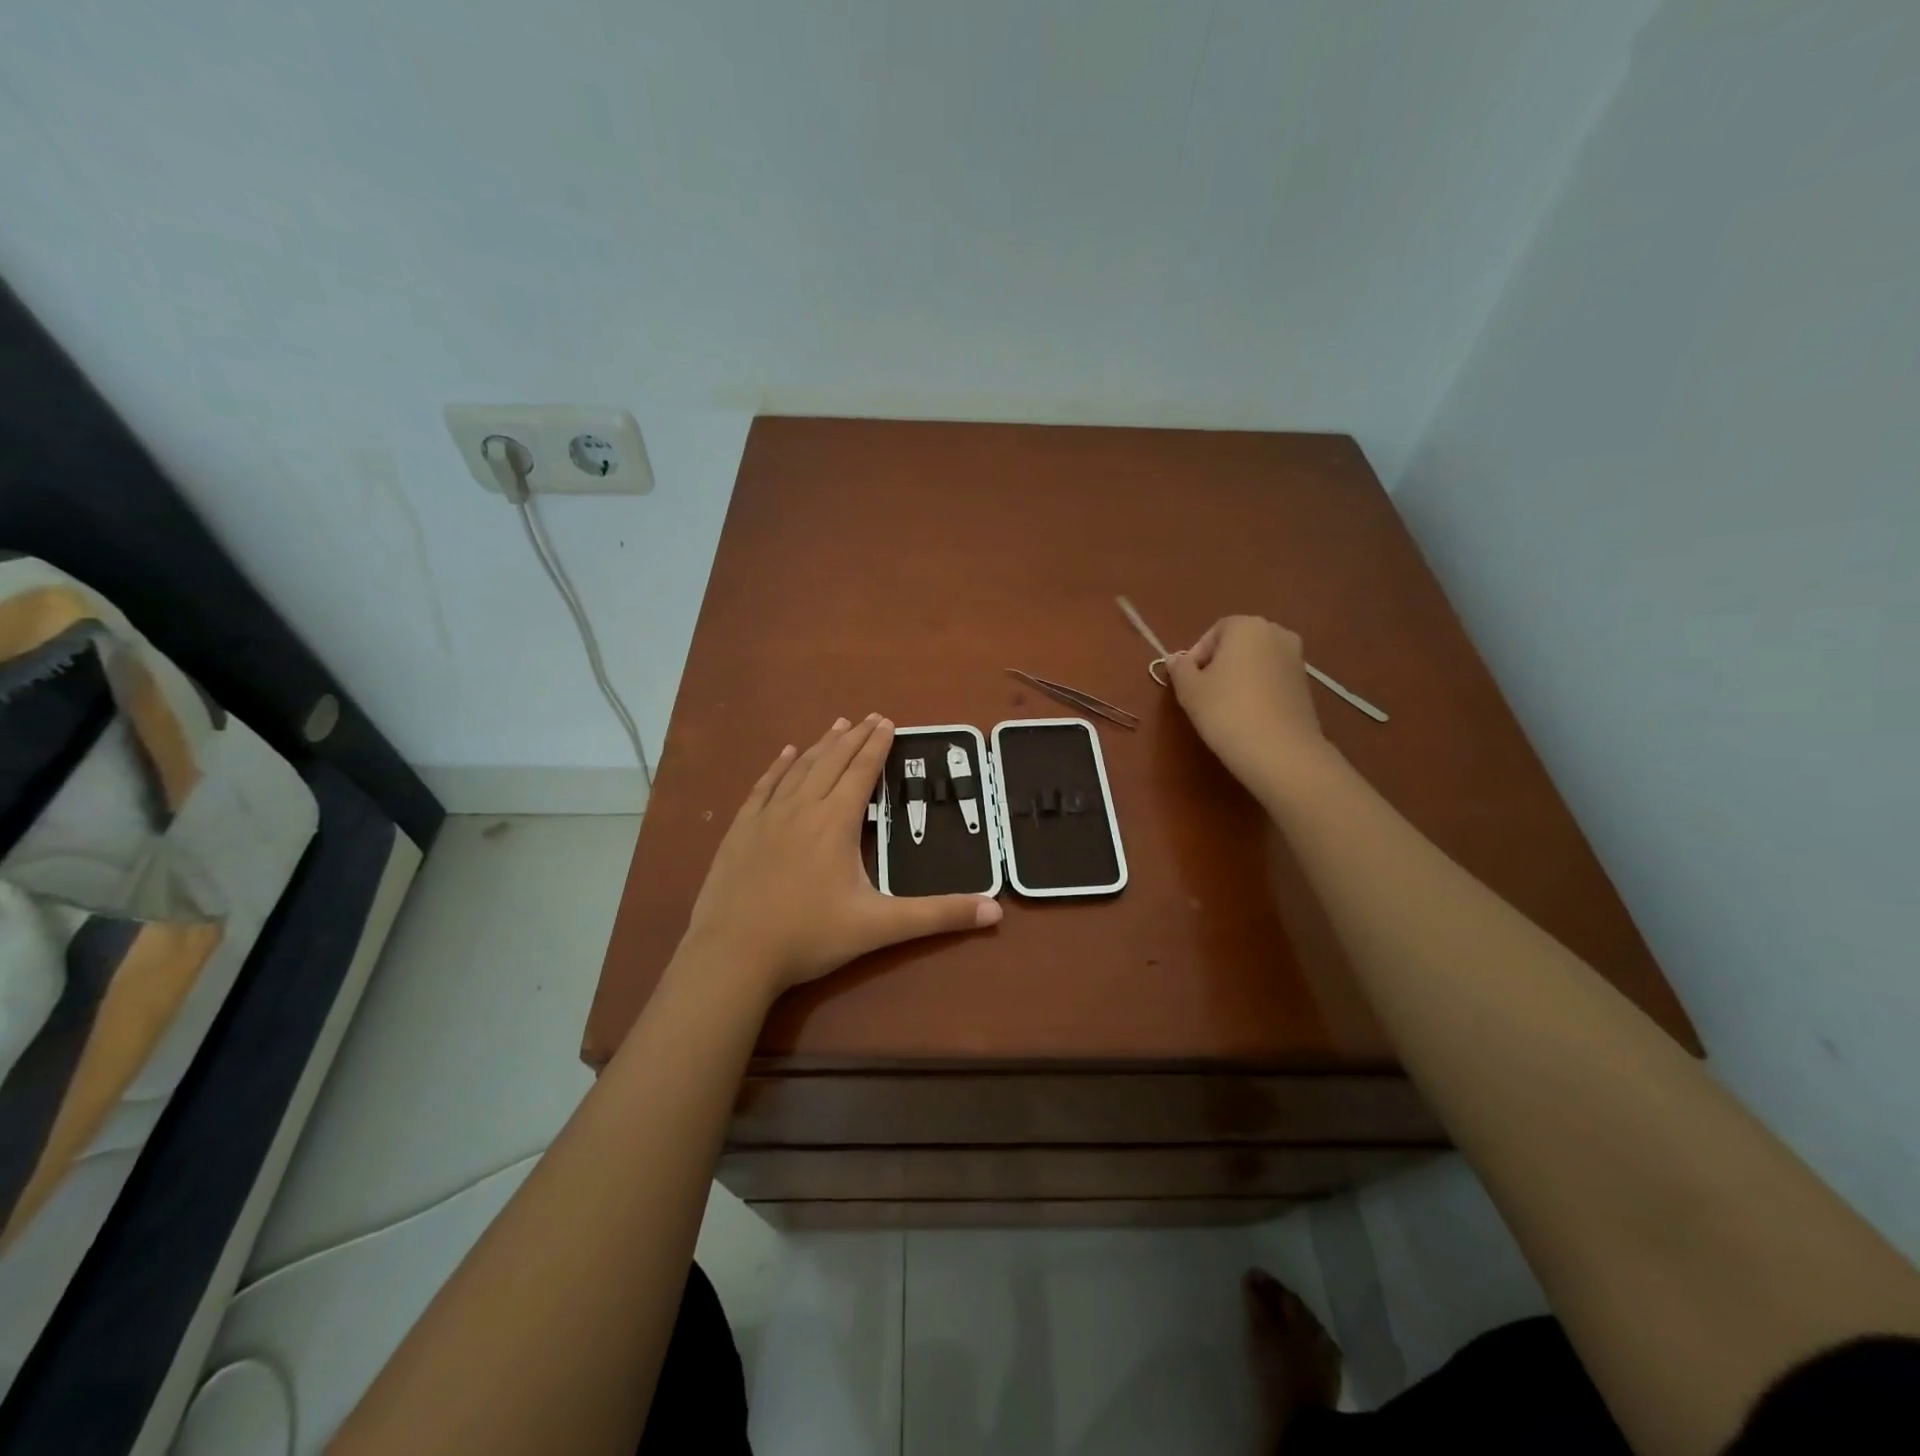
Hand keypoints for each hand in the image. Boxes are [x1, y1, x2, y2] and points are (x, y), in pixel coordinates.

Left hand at [678, 715, 1001, 1000]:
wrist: (733, 955)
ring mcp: (766, 817)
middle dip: (854, 737)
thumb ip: (938, 916)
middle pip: (832, 761)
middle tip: (869, 716)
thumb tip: (995, 910)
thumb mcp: (880, 927)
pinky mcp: (740, 830)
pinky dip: (779, 766)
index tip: (888, 721)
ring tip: (837, 725)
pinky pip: (763, 787)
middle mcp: (802, 808)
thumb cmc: (809, 937)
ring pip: (800, 768)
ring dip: (821, 745)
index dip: (877, 745)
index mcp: (836, 822)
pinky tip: (786, 753)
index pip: (862, 772)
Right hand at [1166, 616, 1334, 795]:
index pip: (1214, 633)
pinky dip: (1258, 689)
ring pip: (1256, 662)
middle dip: (1218, 664)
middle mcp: (1277, 633)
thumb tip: (1176, 660)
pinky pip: (1272, 678)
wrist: (1279, 751)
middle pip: (1237, 644)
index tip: (1189, 682)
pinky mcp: (1305, 684)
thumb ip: (1179, 668)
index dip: (1196, 656)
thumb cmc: (1226, 711)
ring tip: (1225, 706)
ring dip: (1239, 677)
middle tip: (1204, 693)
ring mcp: (1296, 658)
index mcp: (1247, 626)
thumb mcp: (1189, 690)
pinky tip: (1248, 714)